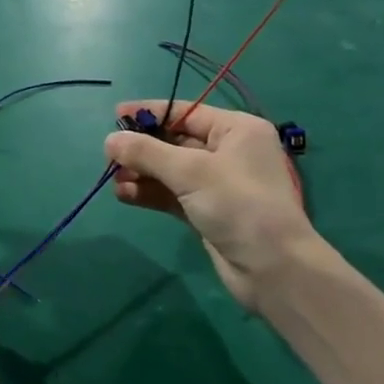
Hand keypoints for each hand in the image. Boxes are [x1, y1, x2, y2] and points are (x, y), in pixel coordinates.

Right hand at [105, 99, 319, 309]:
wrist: (274, 271)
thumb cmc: (239, 205)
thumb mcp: (190, 172)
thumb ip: (146, 152)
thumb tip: (109, 140)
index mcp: (236, 130)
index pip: (185, 112)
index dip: (149, 113)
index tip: (115, 116)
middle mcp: (228, 151)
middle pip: (174, 141)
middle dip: (141, 148)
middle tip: (109, 156)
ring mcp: (218, 184)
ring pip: (170, 170)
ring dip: (141, 173)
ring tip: (113, 178)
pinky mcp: (208, 211)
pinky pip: (172, 194)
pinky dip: (149, 193)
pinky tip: (124, 195)